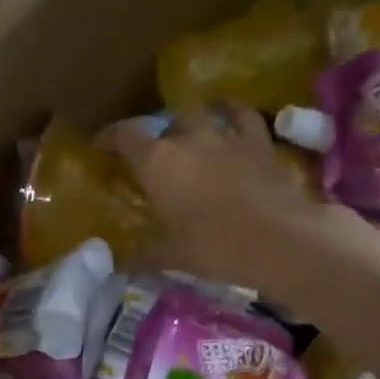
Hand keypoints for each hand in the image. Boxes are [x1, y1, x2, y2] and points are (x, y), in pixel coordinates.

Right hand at [101, 106, 349, 287]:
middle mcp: (188, 138)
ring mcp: (226, 136)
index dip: (109, 138)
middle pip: (164, 124)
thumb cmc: (213, 246)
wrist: (278, 239)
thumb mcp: (169, 255)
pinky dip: (233, 114)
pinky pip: (243, 117)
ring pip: (201, 115)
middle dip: (155, 136)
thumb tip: (119, 265)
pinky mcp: (259, 143)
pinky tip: (231, 117)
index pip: (124, 136)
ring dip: (191, 124)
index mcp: (157, 161)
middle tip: (154, 157)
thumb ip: (142, 255)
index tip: (101, 146)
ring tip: (189, 136)